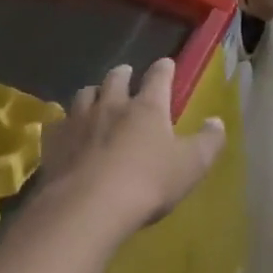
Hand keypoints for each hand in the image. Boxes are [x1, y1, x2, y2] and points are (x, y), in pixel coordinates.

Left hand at [42, 59, 224, 235]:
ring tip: (96, 99)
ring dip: (93, 94)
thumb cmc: (147, 183)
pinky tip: (67, 132)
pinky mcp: (55, 143)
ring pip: (85, 94)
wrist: (87, 208)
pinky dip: (65, 123)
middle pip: (115, 77)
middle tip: (126, 74)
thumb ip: (208, 142)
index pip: (158, 76)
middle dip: (123, 73)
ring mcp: (79, 121)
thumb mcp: (191, 166)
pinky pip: (58, 123)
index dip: (164, 68)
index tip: (167, 65)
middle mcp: (112, 104)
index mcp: (147, 106)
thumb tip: (217, 122)